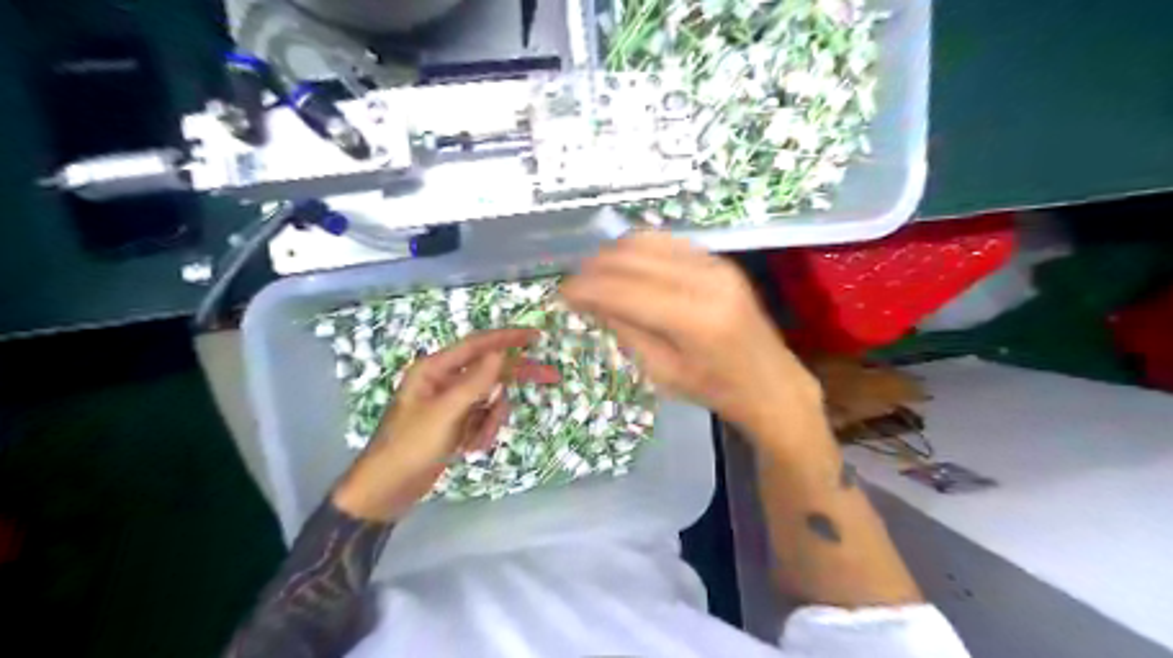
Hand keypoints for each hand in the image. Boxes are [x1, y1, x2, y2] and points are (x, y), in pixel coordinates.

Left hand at [330, 332, 557, 520]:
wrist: (387, 490)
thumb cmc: (411, 446)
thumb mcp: (446, 413)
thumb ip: (475, 382)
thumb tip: (500, 353)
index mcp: (435, 369)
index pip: (478, 345)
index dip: (508, 339)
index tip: (537, 337)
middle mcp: (444, 381)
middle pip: (490, 372)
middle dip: (514, 380)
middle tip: (551, 377)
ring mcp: (451, 404)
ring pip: (490, 400)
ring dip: (490, 421)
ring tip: (474, 442)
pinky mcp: (455, 424)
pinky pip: (483, 420)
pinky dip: (482, 433)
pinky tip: (467, 450)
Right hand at [562, 235, 818, 438]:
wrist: (770, 382)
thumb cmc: (714, 390)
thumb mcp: (661, 372)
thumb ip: (625, 329)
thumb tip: (589, 300)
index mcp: (694, 320)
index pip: (624, 290)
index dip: (586, 288)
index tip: (561, 293)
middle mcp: (706, 281)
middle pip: (632, 258)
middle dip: (594, 268)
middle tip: (574, 285)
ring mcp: (716, 264)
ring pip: (647, 241)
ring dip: (613, 254)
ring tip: (595, 275)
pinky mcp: (718, 259)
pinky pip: (667, 242)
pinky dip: (638, 250)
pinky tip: (625, 267)